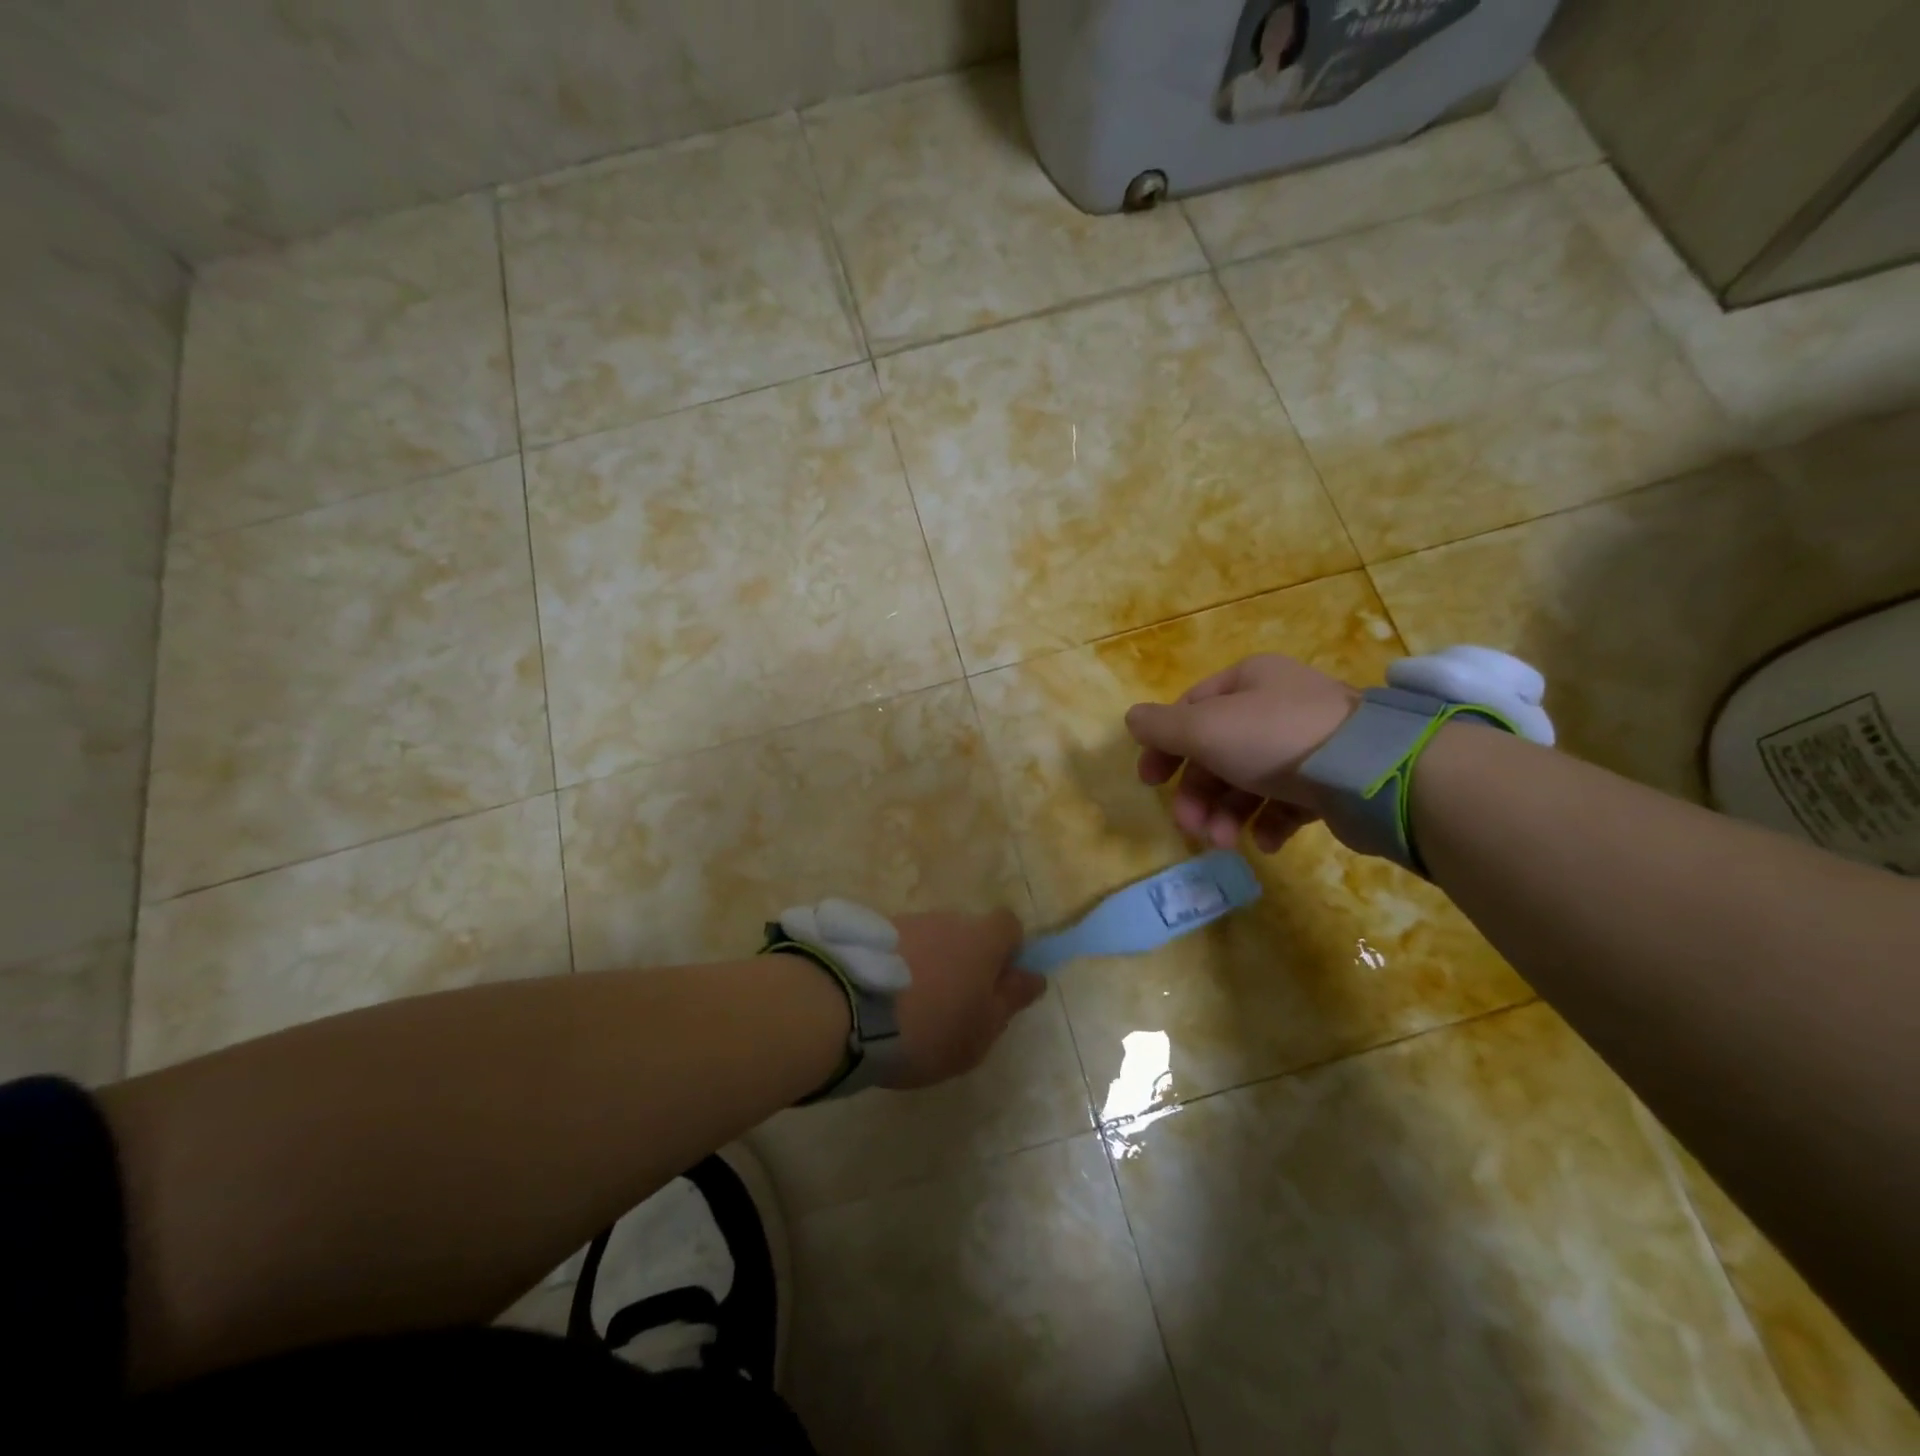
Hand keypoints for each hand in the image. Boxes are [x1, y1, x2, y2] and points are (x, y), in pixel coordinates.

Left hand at [886, 909, 1043, 1089]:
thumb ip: (1010, 1000)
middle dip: (965, 960)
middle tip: (953, 1003)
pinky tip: (883, 999)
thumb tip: (1034, 977)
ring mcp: (906, 921)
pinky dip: (898, 966)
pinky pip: (898, 947)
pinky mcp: (871, 932)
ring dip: (929, 963)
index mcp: (982, 939)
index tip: (998, 983)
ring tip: (911, 1006)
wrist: (847, 1010)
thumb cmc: (931, 1027)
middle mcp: (947, 919)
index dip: (1009, 951)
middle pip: (967, 932)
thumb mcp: (982, 1029)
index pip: (1009, 925)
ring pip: (931, 938)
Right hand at [1125, 653, 1359, 851]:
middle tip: (1189, 825)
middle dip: (1198, 793)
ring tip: (1224, 842)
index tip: (1149, 782)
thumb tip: (1133, 720)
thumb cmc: (1274, 738)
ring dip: (1226, 814)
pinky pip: (1287, 802)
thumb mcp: (1205, 727)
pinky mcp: (1331, 781)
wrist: (1370, 770)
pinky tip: (1266, 842)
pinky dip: (1268, 823)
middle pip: (1218, 751)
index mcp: (1248, 681)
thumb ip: (1162, 726)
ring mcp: (1308, 744)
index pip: (1191, 708)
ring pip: (1249, 781)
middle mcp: (1277, 706)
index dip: (1164, 745)